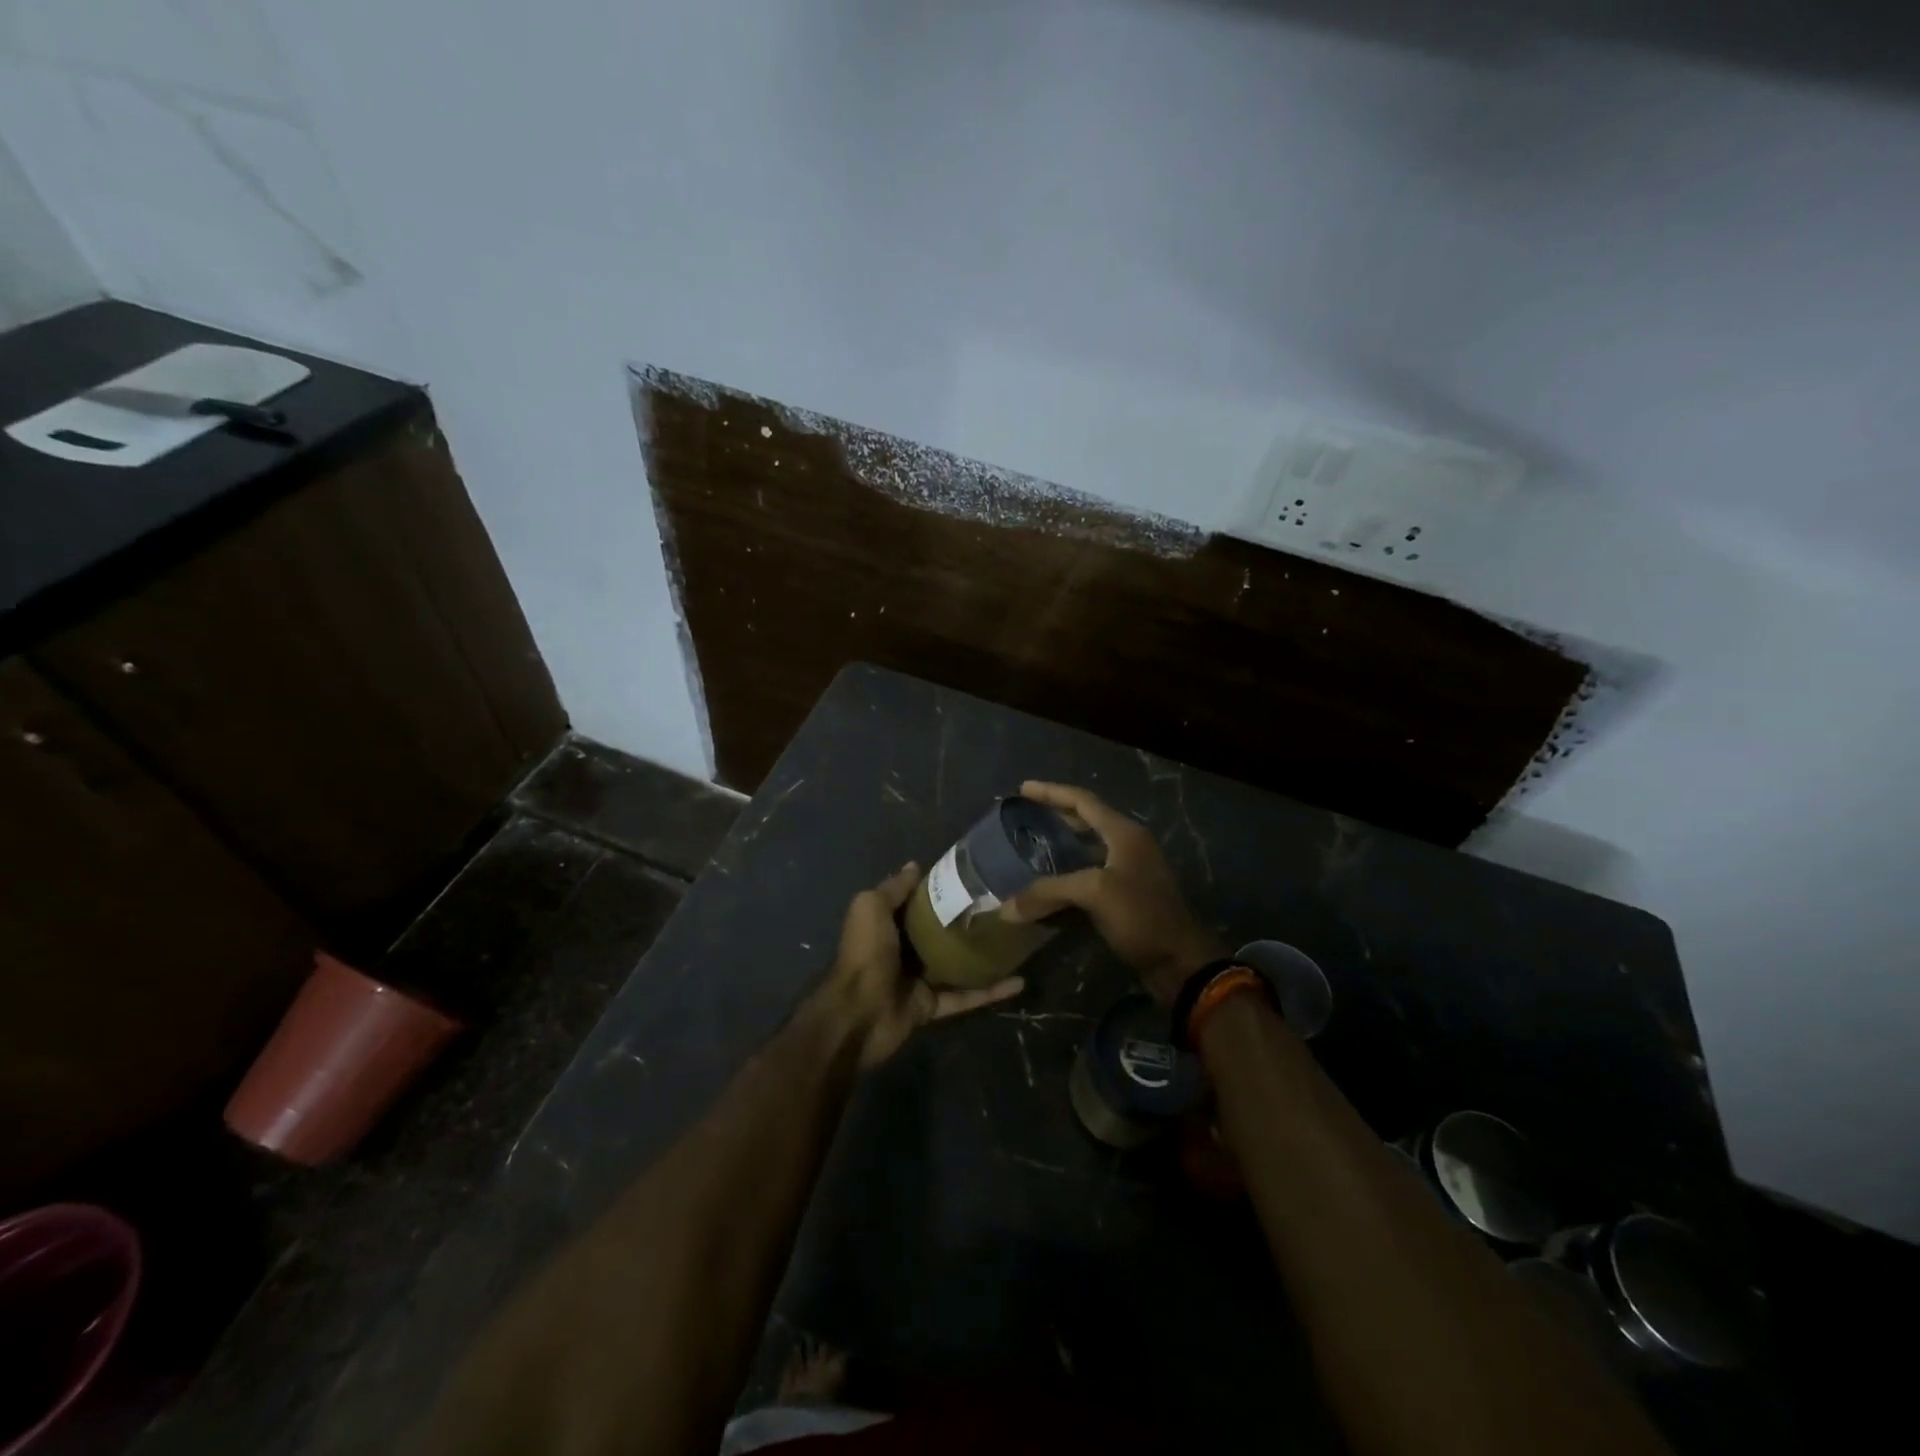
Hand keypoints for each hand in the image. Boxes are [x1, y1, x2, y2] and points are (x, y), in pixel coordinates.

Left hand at [816, 862, 1024, 1066]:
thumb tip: (915, 865)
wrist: (858, 1013)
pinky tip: (1019, 982)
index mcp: (888, 924)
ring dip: (983, 955)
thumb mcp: (872, 908)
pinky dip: (990, 992)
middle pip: (940, 932)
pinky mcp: (932, 1006)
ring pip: (957, 964)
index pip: (918, 903)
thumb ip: (894, 888)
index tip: (973, 877)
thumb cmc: (866, 953)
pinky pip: (965, 997)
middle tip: (1002, 906)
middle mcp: (904, 949)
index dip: (941, 890)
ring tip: (1016, 940)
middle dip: (967, 921)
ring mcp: (918, 979)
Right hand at [999, 781, 1224, 1003]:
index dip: (1051, 792)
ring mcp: (1130, 870)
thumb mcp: (1094, 893)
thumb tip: (1005, 909)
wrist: (1179, 962)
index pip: (1083, 801)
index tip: (1022, 789)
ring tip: (1033, 844)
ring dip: (1062, 844)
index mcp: (1124, 833)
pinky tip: (1050, 883)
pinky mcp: (1127, 895)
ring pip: (1088, 848)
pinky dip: (1068, 873)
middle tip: (1025, 814)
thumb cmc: (1141, 915)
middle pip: (1087, 820)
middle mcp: (1128, 845)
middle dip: (1056, 814)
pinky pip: (1090, 874)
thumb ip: (1049, 892)